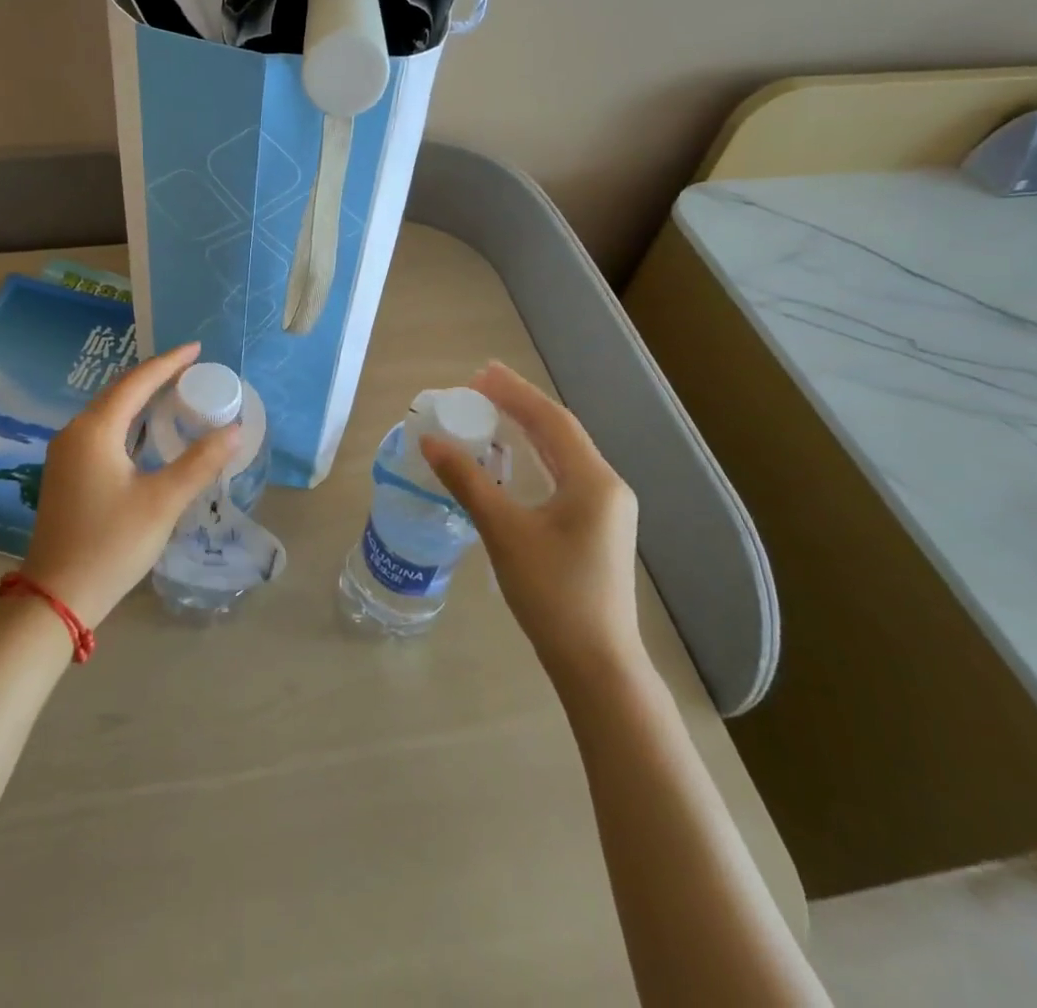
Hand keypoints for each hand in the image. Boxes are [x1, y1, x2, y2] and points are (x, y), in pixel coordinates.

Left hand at [19, 342, 238, 629]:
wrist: (56, 595)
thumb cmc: (112, 543)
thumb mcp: (162, 501)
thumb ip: (200, 463)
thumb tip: (234, 430)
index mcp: (95, 430)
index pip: (136, 382)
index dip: (168, 363)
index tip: (196, 349)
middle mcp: (74, 433)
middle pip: (119, 392)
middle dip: (154, 377)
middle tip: (190, 369)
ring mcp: (65, 454)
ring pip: (108, 412)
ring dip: (140, 399)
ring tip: (174, 392)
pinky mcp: (66, 474)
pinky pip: (101, 431)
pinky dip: (128, 422)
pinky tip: (146, 432)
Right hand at [420, 361, 641, 685]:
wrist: (596, 662)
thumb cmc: (552, 593)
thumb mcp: (504, 532)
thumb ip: (467, 481)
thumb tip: (430, 441)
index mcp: (593, 480)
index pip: (551, 420)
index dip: (515, 392)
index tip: (479, 373)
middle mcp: (606, 486)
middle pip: (560, 431)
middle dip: (520, 404)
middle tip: (479, 384)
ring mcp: (605, 508)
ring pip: (563, 452)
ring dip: (528, 427)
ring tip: (492, 409)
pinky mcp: (596, 527)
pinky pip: (564, 474)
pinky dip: (536, 454)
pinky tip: (514, 455)